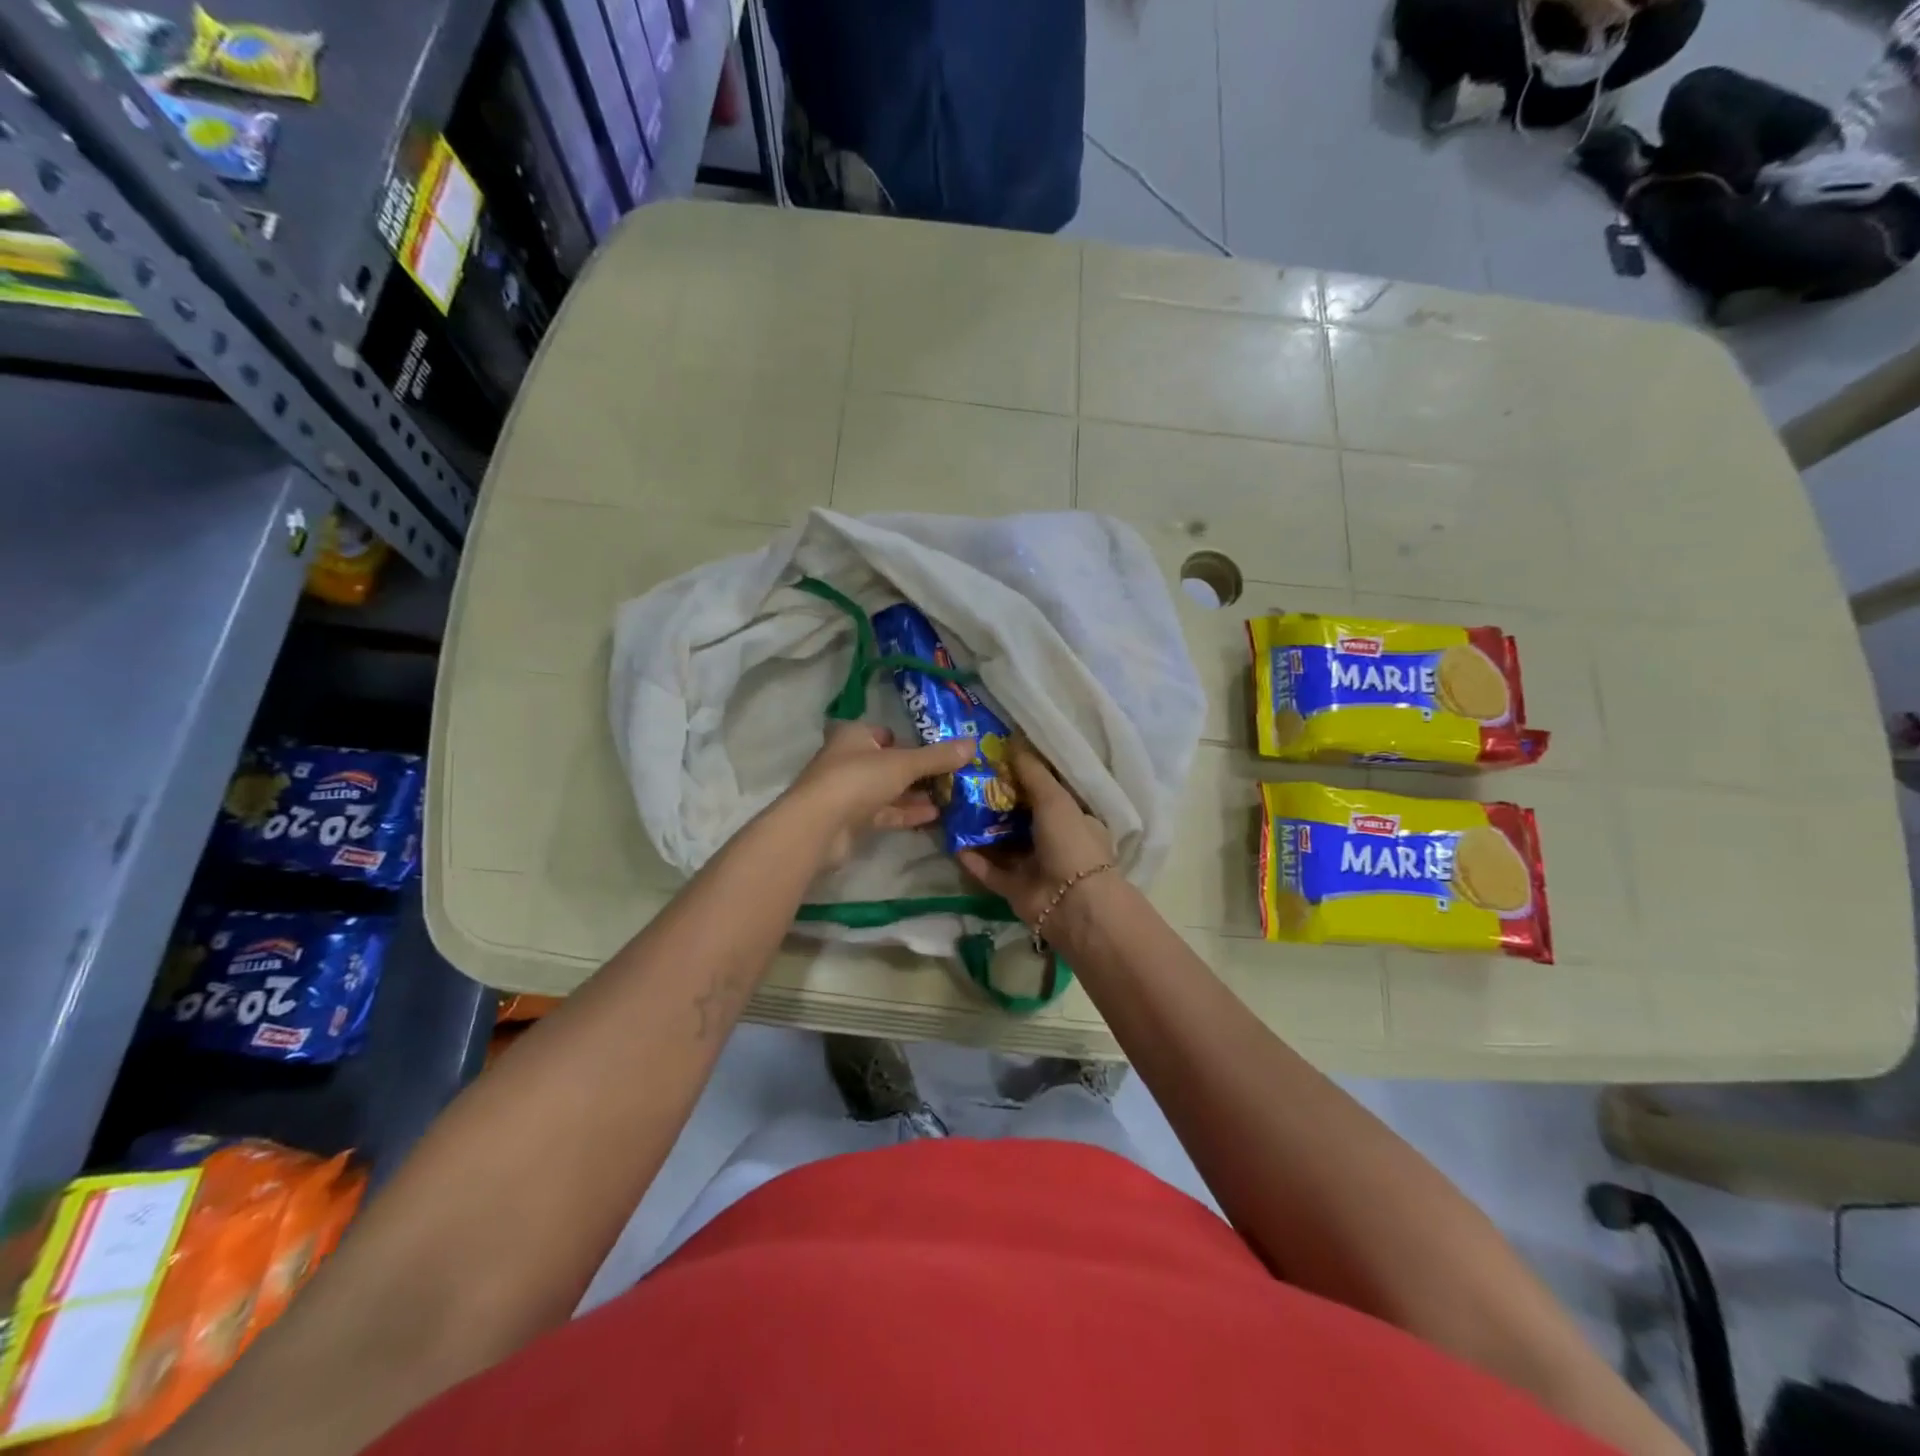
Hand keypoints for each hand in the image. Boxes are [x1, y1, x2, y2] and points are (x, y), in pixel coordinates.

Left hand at [784, 721, 975, 867]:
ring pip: (888, 790)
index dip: (910, 741)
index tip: (938, 751)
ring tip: (950, 798)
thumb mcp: (903, 764)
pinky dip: (906, 813)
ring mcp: (848, 792)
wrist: (818, 826)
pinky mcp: (851, 820)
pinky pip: (884, 813)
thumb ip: (937, 757)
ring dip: (915, 794)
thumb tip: (973, 744)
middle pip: (889, 763)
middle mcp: (848, 760)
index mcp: (854, 736)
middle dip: (918, 772)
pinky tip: (934, 816)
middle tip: (951, 777)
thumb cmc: (858, 779)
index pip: (885, 733)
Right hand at [957, 741, 1115, 926]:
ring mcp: (1033, 867)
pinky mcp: (1014, 889)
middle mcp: (1053, 842)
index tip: (994, 761)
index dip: (1022, 777)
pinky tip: (952, 841)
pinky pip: (989, 870)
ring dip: (980, 829)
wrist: (1073, 903)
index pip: (1045, 793)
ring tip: (952, 807)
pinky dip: (973, 858)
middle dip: (995, 802)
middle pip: (1019, 818)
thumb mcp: (1055, 798)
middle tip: (964, 781)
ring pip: (1001, 844)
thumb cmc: (1071, 842)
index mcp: (1072, 819)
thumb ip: (1033, 772)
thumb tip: (1013, 741)